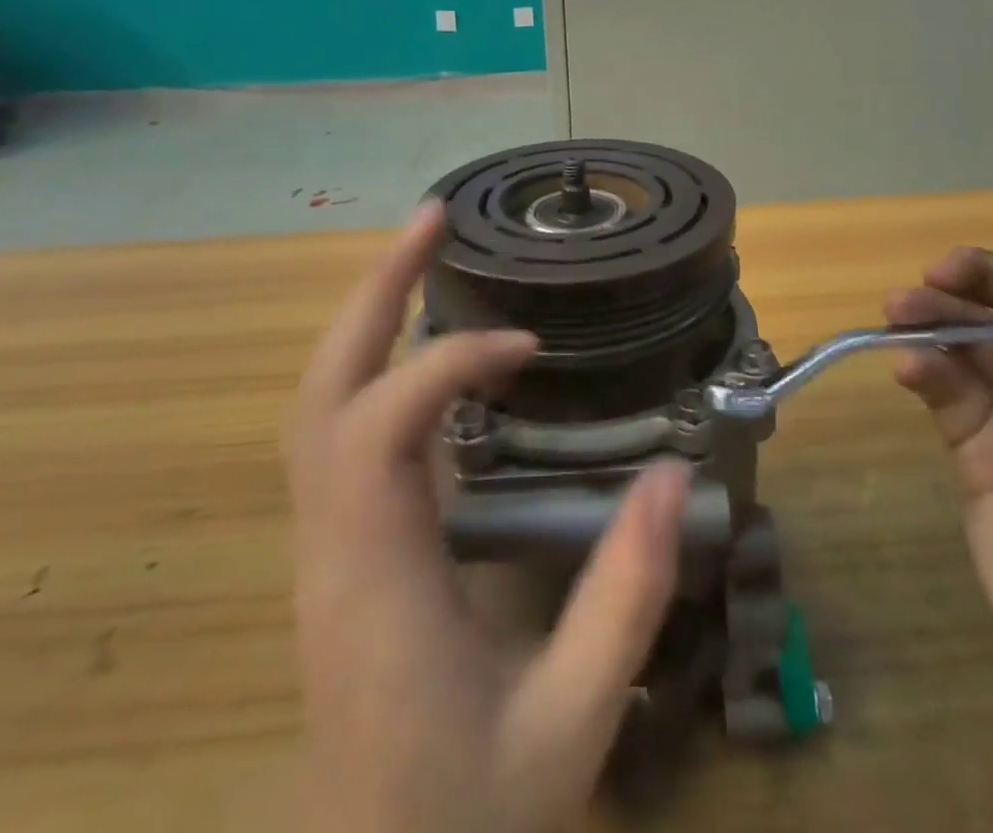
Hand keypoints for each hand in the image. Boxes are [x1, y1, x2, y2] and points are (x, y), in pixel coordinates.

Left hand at [286, 201, 692, 832]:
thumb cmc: (469, 815)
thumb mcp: (571, 723)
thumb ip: (625, 599)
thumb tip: (674, 480)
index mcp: (374, 579)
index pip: (380, 426)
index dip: (451, 364)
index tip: (529, 349)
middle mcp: (330, 544)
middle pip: (321, 388)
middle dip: (375, 292)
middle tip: (433, 220)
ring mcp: (323, 544)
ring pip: (318, 401)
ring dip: (369, 317)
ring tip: (424, 252)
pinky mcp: (336, 548)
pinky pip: (338, 429)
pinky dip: (377, 364)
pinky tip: (427, 347)